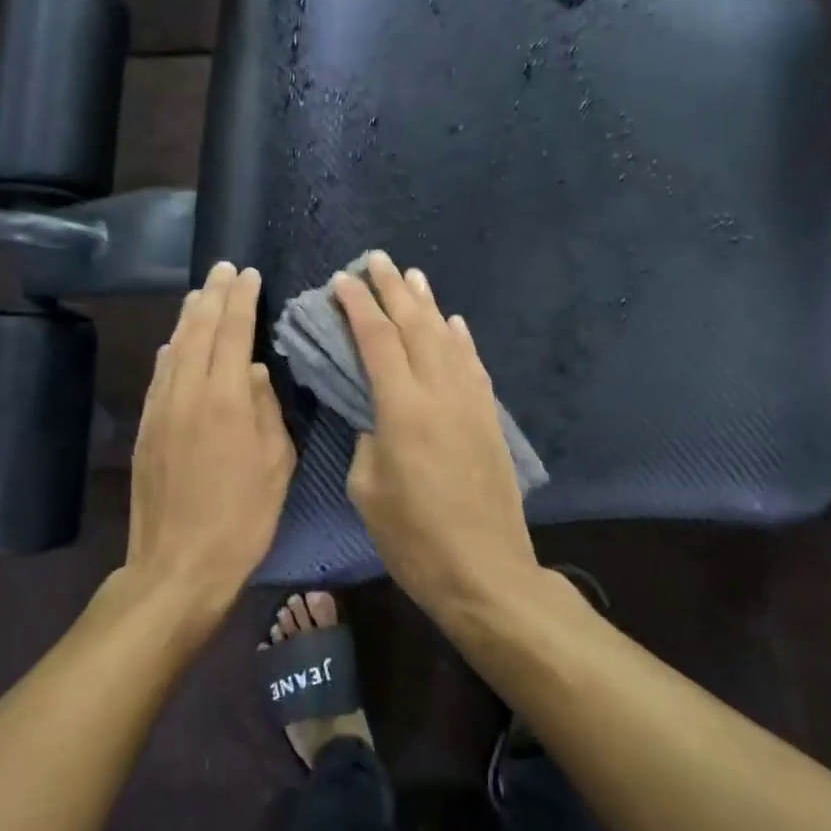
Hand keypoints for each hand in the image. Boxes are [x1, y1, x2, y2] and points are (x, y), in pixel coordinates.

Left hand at [123, 262, 295, 623]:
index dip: (241, 299)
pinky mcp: (145, 428)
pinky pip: (159, 375)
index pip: (233, 332)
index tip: (247, 273)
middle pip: (198, 330)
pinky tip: (176, 341)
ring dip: (188, 316)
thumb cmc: (242, 518)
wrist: (178, 565)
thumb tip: (252, 371)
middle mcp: (187, 393)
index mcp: (225, 399)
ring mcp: (160, 409)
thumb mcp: (276, 464)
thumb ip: (266, 409)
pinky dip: (170, 350)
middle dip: (212, 295)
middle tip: (223, 268)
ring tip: (200, 293)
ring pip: (174, 347)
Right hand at [333, 251, 539, 613]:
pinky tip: (453, 323)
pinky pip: (473, 365)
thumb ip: (368, 438)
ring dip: (428, 305)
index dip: (357, 306)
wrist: (485, 571)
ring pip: (447, 338)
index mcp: (403, 409)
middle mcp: (440, 392)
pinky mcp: (489, 418)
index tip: (341, 281)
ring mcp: (471, 402)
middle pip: (415, 326)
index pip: (376, 340)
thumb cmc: (414, 539)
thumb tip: (375, 412)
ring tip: (413, 276)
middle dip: (393, 289)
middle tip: (376, 259)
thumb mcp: (368, 490)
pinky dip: (461, 339)